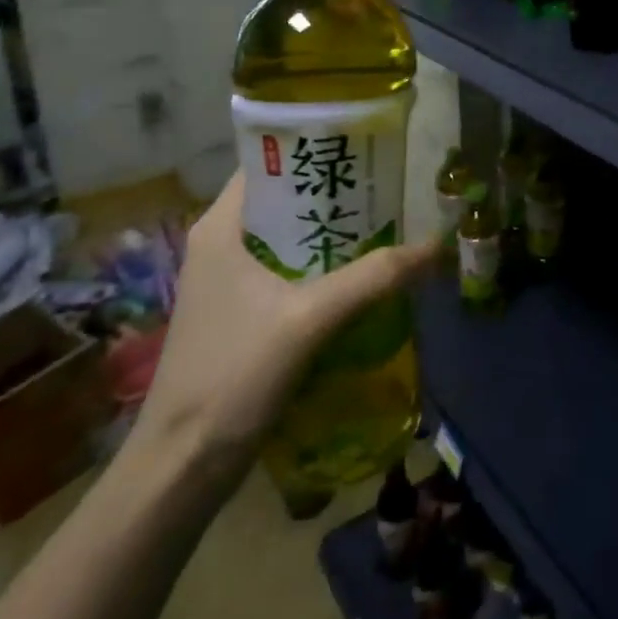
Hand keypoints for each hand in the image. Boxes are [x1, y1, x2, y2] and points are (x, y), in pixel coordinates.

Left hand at [129, 172, 438, 473]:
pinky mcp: (241, 314)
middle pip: (286, 201)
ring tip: (386, 227)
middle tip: (388, 190)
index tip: (364, 150)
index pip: (269, 164)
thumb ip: (373, 278)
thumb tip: (435, 248)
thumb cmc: (232, 376)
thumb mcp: (309, 319)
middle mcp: (221, 244)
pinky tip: (362, 277)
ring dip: (334, 235)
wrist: (182, 468)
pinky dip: (324, 268)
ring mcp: (229, 282)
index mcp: (220, 227)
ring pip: (290, 239)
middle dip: (336, 196)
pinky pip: (290, 273)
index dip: (315, 150)